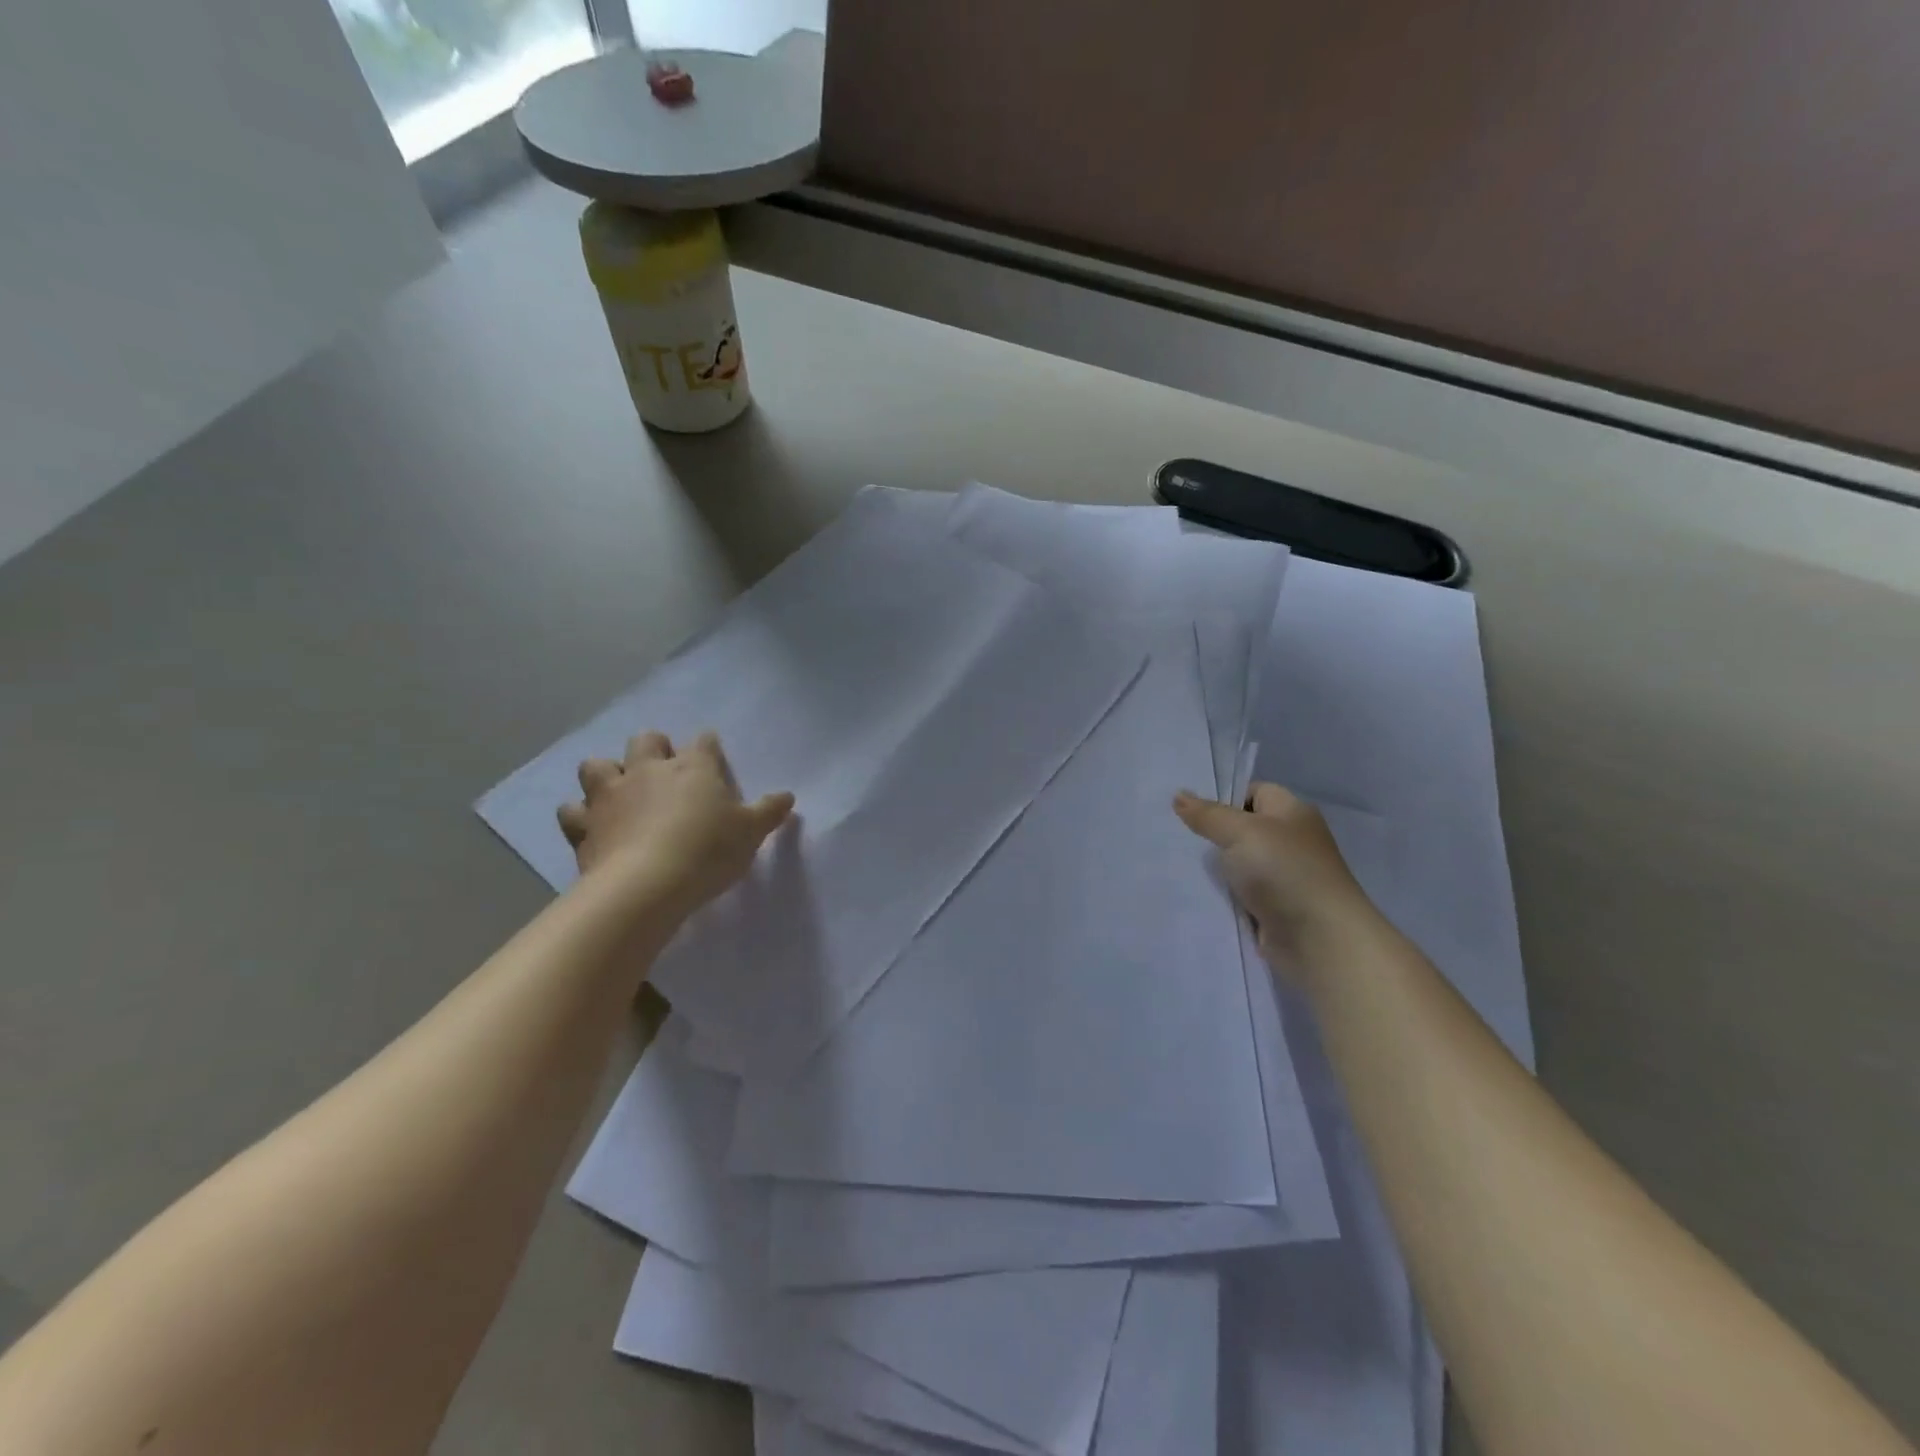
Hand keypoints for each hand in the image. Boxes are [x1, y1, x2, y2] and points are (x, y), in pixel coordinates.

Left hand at [557, 732, 794, 913]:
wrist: (647, 885)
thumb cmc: (708, 851)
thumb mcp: (751, 833)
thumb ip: (769, 812)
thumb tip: (788, 796)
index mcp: (693, 767)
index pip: (704, 743)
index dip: (709, 748)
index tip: (713, 757)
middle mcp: (648, 770)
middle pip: (646, 740)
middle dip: (654, 748)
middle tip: (664, 770)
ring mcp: (611, 795)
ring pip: (597, 765)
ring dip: (606, 772)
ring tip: (618, 790)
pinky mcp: (584, 825)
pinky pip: (571, 811)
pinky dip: (579, 815)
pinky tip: (590, 825)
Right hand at [1173, 781, 1378, 977]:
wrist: (1319, 939)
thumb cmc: (1284, 871)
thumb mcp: (1240, 832)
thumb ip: (1208, 815)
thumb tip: (1178, 795)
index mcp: (1292, 812)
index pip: (1253, 792)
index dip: (1223, 798)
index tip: (1191, 812)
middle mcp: (1291, 841)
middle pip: (1243, 829)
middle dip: (1212, 834)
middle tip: (1175, 837)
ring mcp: (1284, 877)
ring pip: (1239, 864)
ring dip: (1216, 869)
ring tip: (1177, 866)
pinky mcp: (1274, 908)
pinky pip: (1241, 894)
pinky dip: (1223, 895)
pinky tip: (1196, 894)